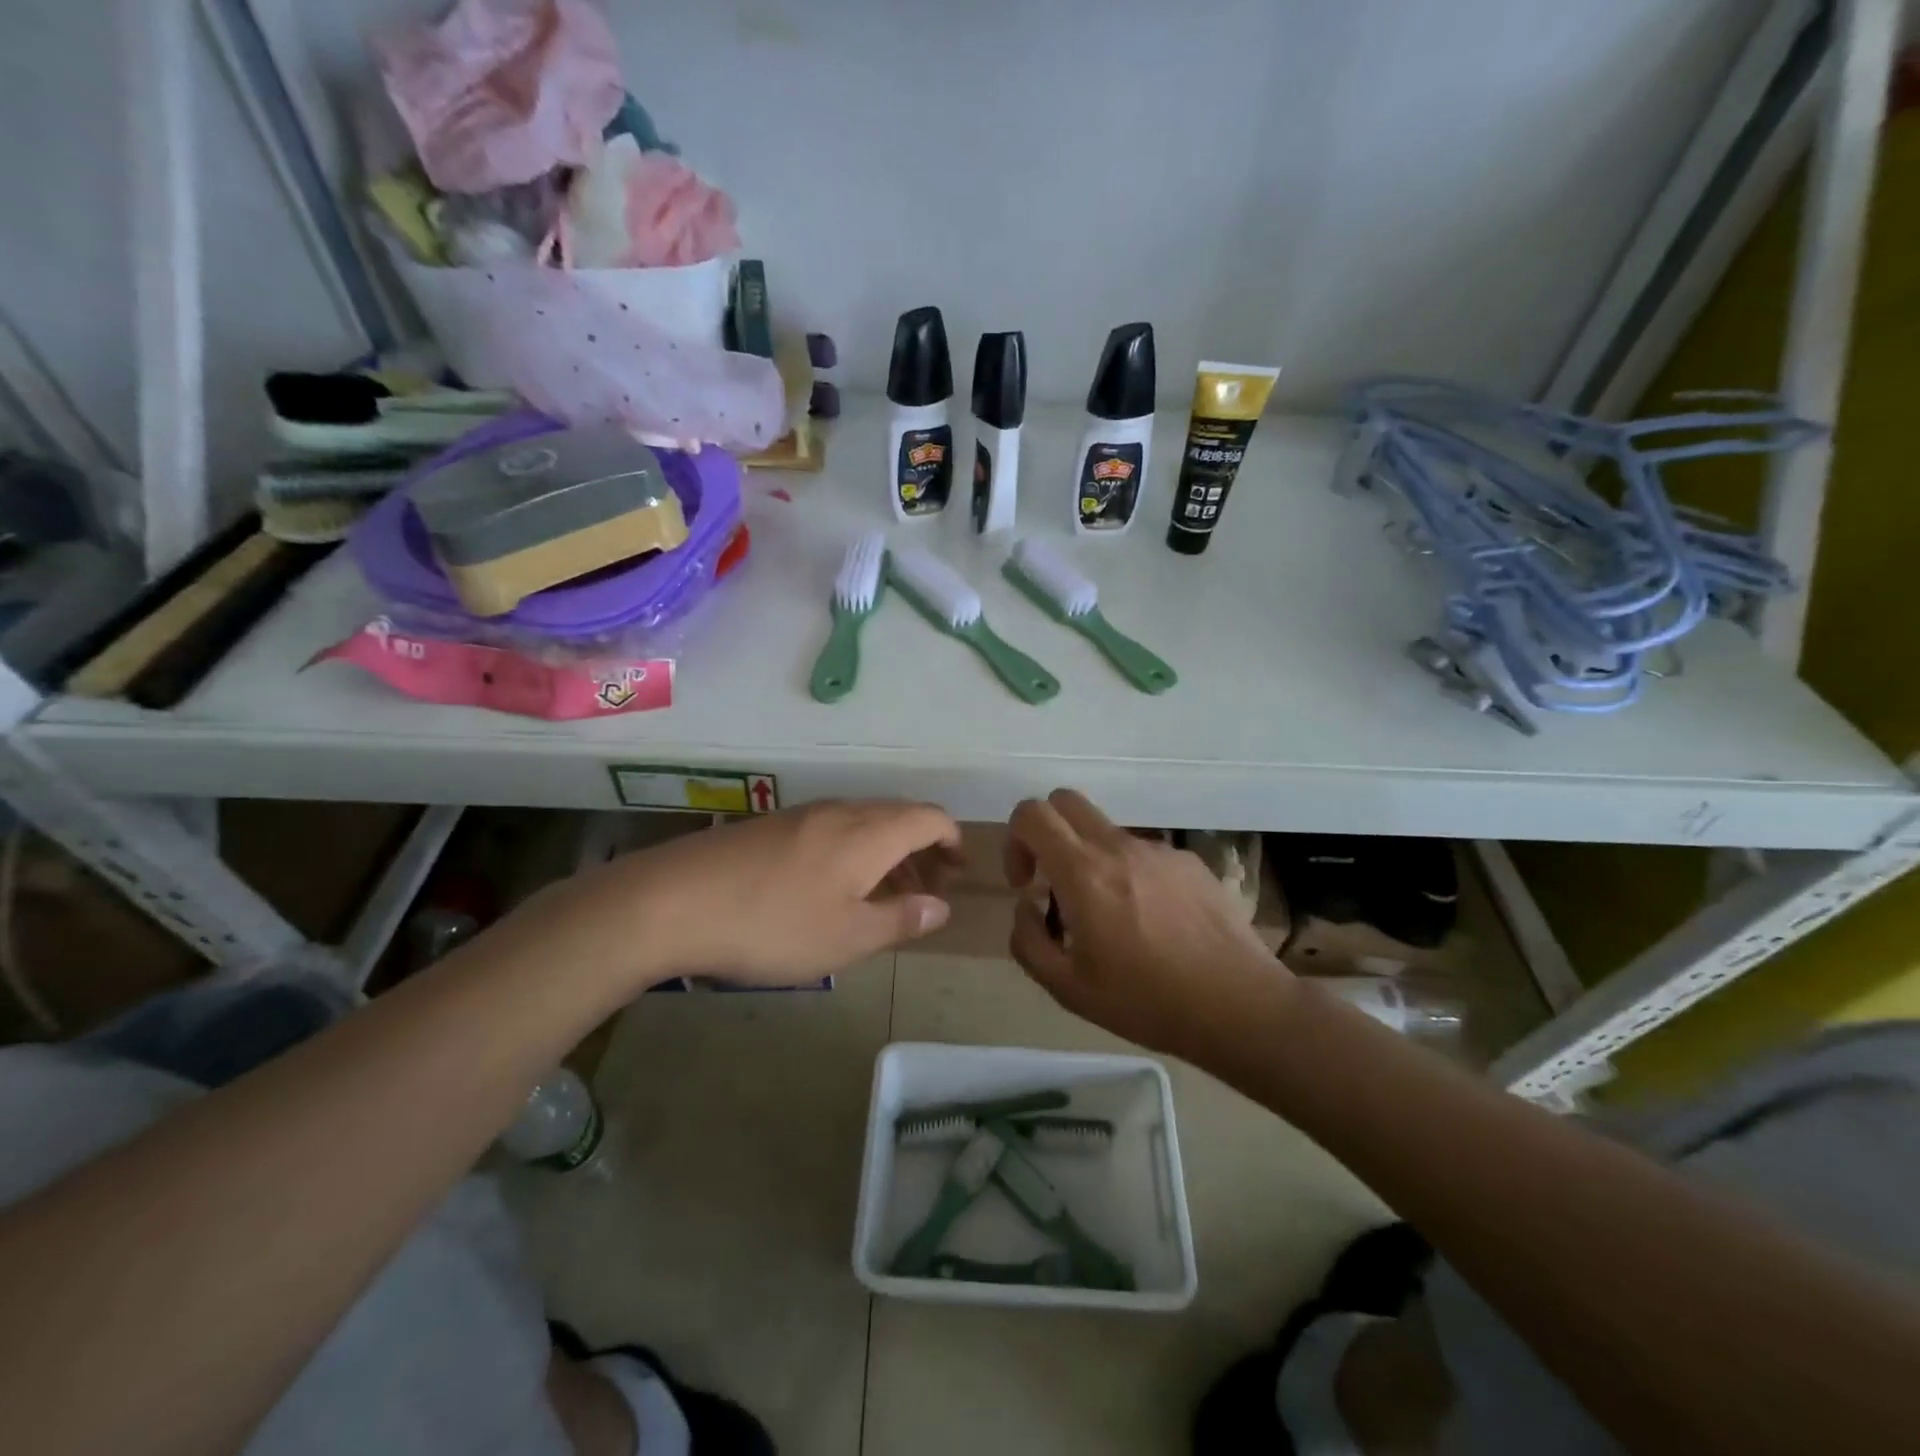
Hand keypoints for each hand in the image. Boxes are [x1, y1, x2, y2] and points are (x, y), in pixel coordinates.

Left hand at [504, 800, 962, 990]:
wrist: (670, 902)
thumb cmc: (772, 925)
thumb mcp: (847, 937)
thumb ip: (900, 919)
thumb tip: (940, 907)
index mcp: (868, 832)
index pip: (928, 817)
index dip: (951, 839)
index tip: (958, 870)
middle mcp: (840, 811)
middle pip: (897, 815)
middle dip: (921, 849)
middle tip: (926, 891)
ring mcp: (800, 815)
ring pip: (862, 823)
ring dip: (885, 852)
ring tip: (883, 896)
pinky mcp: (769, 827)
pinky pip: (830, 830)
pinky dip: (852, 852)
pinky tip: (831, 890)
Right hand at [1004, 789, 1285, 1054]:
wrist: (1239, 1005)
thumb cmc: (1147, 1001)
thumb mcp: (1068, 989)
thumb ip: (1029, 941)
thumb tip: (1027, 905)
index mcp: (1083, 872)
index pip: (1032, 813)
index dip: (1015, 840)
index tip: (1027, 884)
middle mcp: (1119, 847)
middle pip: (1066, 802)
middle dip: (1047, 832)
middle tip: (1054, 881)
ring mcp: (1159, 850)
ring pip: (1106, 832)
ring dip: (1091, 859)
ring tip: (1112, 919)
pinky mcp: (1190, 862)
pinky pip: (1144, 853)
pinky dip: (1131, 874)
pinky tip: (1154, 923)